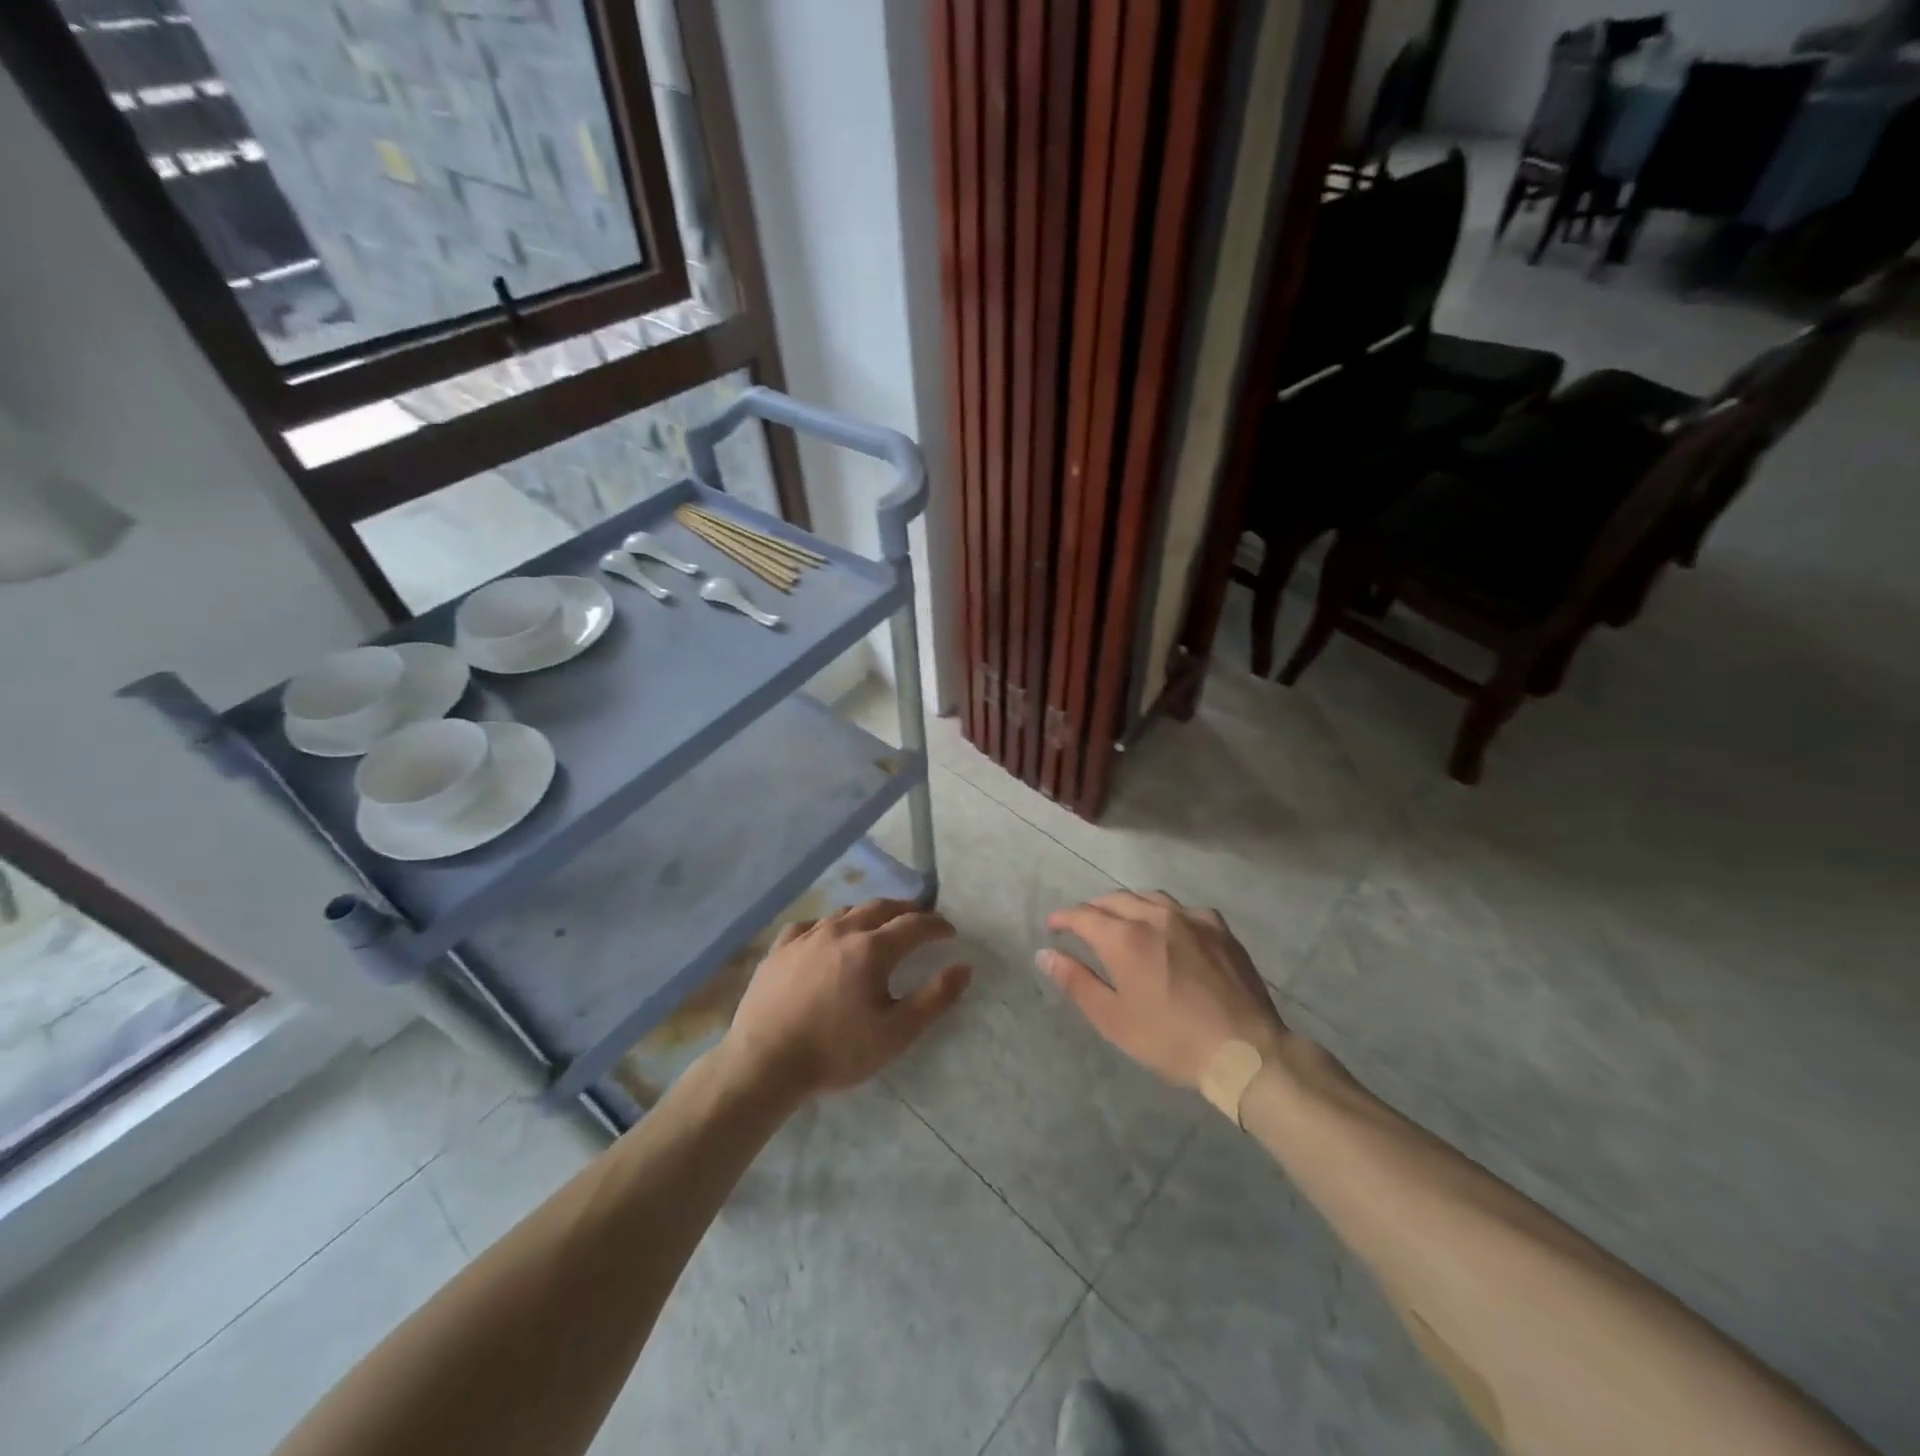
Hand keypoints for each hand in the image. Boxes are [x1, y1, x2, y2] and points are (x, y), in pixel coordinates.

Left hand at [719, 898, 970, 1098]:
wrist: (764, 1063)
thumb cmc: (836, 1051)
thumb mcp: (896, 1033)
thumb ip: (935, 998)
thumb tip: (964, 967)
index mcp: (872, 948)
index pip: (915, 924)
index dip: (937, 925)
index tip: (950, 932)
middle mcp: (841, 931)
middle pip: (881, 907)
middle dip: (906, 910)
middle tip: (920, 919)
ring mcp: (806, 936)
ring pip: (845, 912)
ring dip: (869, 914)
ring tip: (879, 925)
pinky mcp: (779, 949)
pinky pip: (809, 925)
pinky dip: (829, 925)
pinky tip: (826, 936)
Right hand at [1039, 891, 1289, 1091]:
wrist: (1244, 1050)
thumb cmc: (1170, 1039)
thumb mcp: (1113, 1019)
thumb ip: (1076, 981)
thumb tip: (1046, 954)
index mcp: (1124, 937)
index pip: (1083, 915)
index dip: (1064, 918)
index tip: (1053, 927)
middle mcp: (1155, 916)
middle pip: (1115, 899)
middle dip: (1093, 909)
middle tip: (1083, 925)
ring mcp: (1191, 918)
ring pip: (1150, 897)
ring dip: (1128, 904)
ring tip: (1122, 920)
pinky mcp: (1219, 928)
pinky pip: (1184, 909)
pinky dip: (1166, 913)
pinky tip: (1170, 928)